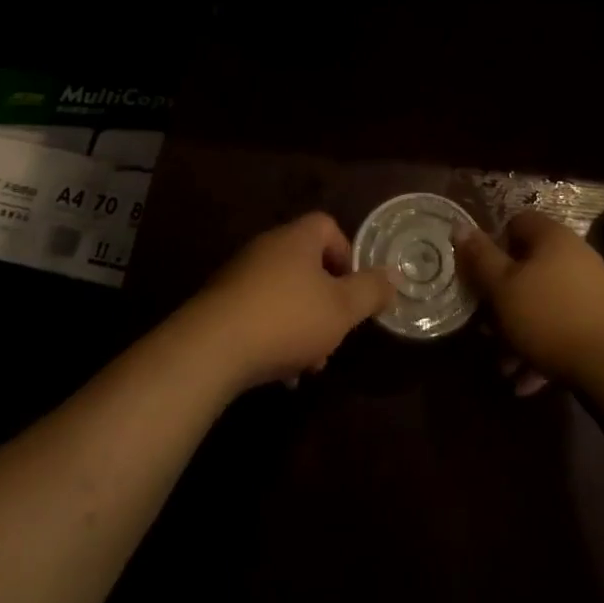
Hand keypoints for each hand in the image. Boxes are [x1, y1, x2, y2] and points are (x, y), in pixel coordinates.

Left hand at [182, 212, 394, 392]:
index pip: (328, 227)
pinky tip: (279, 375)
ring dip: (301, 326)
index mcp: (297, 238)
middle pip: (307, 265)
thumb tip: (392, 276)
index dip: (347, 256)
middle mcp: (268, 247)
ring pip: (284, 294)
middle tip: (334, 335)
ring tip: (308, 366)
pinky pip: (258, 314)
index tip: (353, 291)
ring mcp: (240, 275)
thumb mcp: (341, 309)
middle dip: (325, 302)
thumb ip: (370, 291)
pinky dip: (273, 337)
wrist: (211, 348)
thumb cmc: (287, 319)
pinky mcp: (220, 305)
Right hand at [455, 212, 603, 390]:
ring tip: (504, 366)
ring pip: (543, 303)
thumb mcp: (503, 288)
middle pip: (528, 267)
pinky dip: (543, 349)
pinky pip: (562, 328)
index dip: (493, 246)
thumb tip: (460, 226)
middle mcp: (574, 254)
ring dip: (520, 332)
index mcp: (551, 237)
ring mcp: (591, 288)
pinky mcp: (601, 322)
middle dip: (503, 300)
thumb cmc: (550, 317)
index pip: (515, 223)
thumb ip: (480, 258)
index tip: (479, 276)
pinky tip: (528, 382)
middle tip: (486, 329)